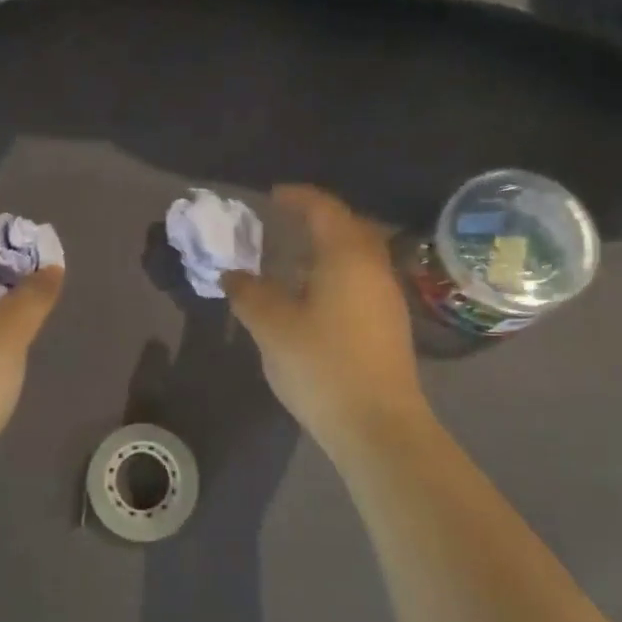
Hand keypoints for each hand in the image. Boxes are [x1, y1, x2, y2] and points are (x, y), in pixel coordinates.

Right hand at [223, 186, 431, 447]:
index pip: (324, 209)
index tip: (273, 195)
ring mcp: (387, 297)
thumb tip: (232, 274)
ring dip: (326, 248)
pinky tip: (312, 296)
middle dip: (316, 219)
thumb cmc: (322, 365)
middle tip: (283, 222)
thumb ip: (249, 293)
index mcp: (347, 257)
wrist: (378, 426)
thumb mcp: (272, 326)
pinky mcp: (389, 324)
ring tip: (291, 259)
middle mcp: (374, 268)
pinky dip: (335, 272)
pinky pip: (360, 279)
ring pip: (357, 255)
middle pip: (348, 227)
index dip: (298, 197)